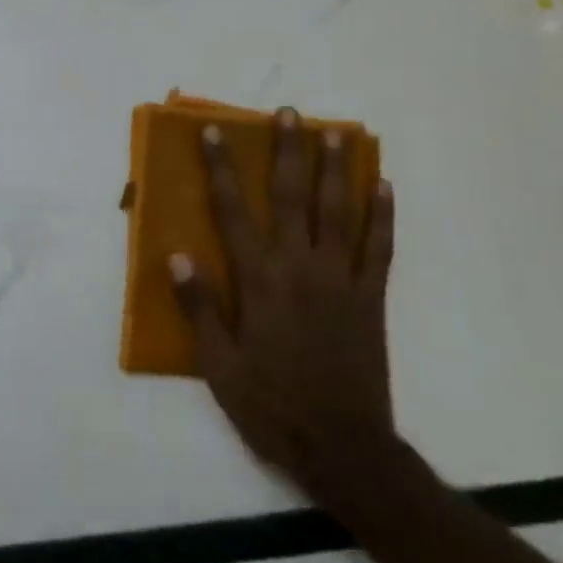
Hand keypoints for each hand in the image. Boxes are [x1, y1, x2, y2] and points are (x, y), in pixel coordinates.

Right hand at [170, 108, 397, 504]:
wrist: (342, 449)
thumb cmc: (272, 405)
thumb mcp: (220, 366)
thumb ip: (200, 307)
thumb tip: (177, 255)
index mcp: (260, 280)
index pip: (233, 211)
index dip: (222, 168)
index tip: (215, 133)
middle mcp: (300, 267)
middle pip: (294, 197)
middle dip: (288, 151)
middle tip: (288, 113)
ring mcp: (341, 279)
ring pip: (340, 211)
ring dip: (337, 169)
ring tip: (337, 133)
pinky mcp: (371, 297)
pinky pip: (379, 248)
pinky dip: (383, 216)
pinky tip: (384, 186)